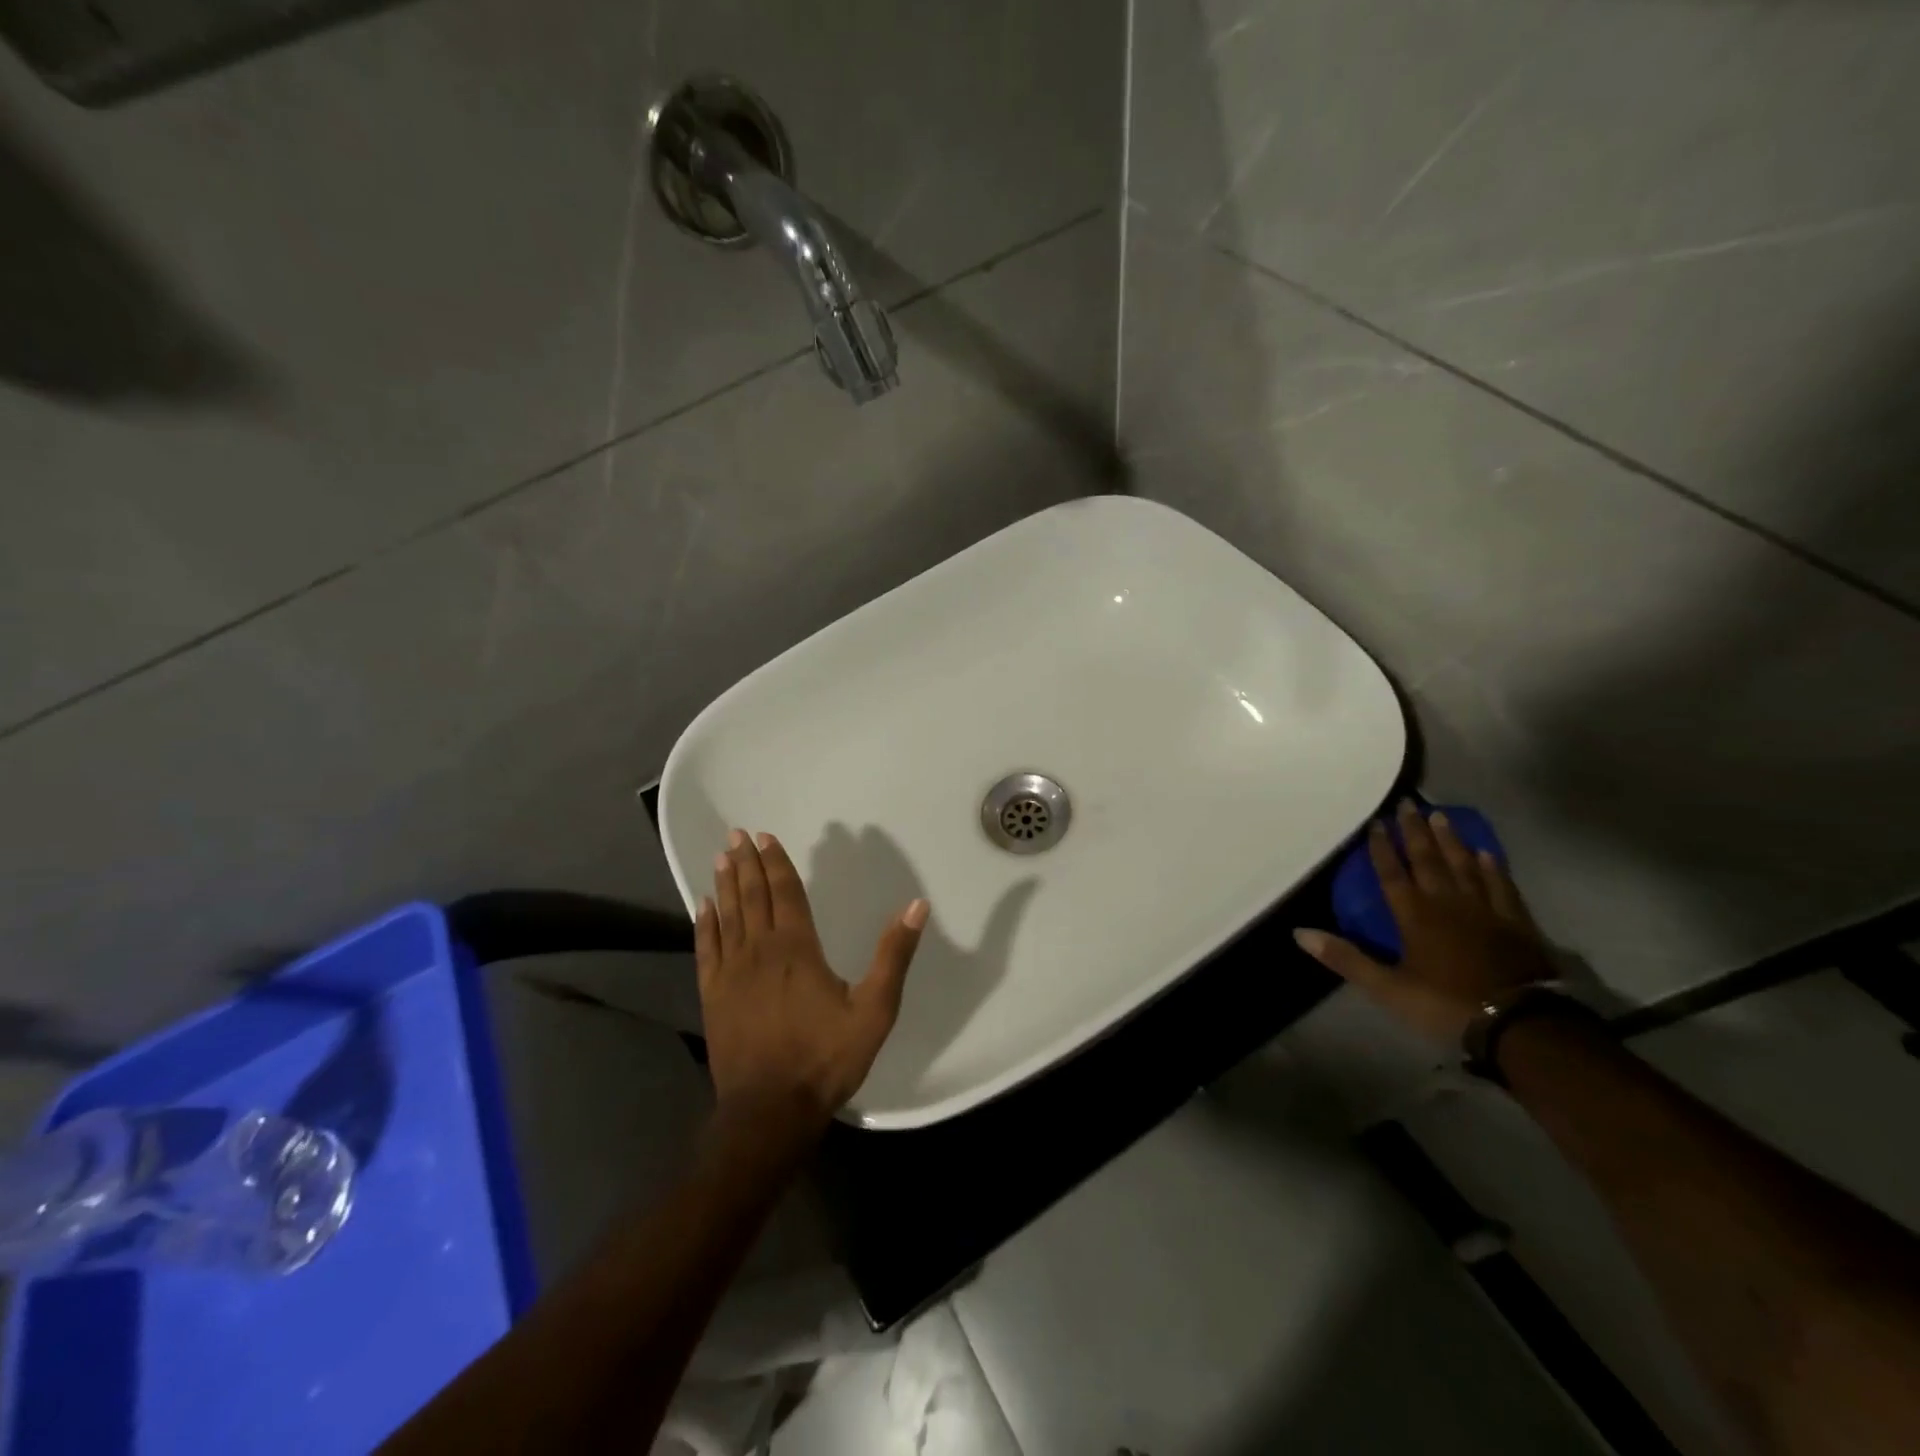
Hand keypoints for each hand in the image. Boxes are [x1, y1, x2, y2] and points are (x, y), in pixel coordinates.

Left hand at [694, 830, 928, 1132]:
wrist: (769, 1111)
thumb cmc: (825, 1058)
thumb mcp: (874, 1010)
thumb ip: (893, 955)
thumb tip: (916, 906)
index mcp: (797, 948)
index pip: (785, 893)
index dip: (775, 863)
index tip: (764, 836)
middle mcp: (760, 951)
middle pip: (752, 897)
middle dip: (746, 864)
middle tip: (736, 834)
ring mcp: (731, 974)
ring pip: (727, 917)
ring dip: (725, 885)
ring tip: (721, 858)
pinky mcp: (714, 997)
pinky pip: (706, 950)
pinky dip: (704, 925)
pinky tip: (702, 908)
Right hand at [1293, 799, 1554, 1045]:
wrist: (1522, 1024)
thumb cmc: (1447, 1004)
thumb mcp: (1388, 988)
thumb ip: (1345, 958)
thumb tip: (1299, 932)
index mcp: (1415, 915)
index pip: (1392, 873)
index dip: (1382, 848)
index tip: (1376, 822)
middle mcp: (1447, 902)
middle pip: (1428, 860)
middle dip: (1415, 831)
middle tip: (1408, 803)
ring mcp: (1485, 910)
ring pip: (1464, 865)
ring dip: (1450, 840)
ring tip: (1441, 815)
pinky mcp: (1517, 923)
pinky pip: (1501, 886)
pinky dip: (1492, 867)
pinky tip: (1486, 853)